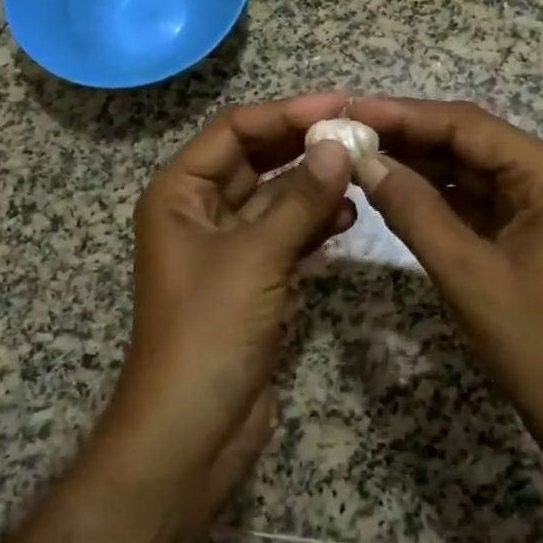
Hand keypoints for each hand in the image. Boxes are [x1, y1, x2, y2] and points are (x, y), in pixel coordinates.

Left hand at [102, 94, 355, 496]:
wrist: (190, 438)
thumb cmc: (208, 334)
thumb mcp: (256, 259)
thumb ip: (300, 200)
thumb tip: (340, 145)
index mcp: (179, 193)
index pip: (234, 131)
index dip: (285, 113)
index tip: (339, 105)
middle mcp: (199, 210)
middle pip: (256, 158)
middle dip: (304, 144)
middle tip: (359, 130)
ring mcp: (228, 246)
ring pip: (276, 196)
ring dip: (315, 182)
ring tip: (363, 170)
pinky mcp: (254, 278)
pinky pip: (287, 233)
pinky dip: (315, 221)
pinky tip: (350, 214)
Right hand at [348, 97, 542, 522]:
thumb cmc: (537, 346)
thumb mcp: (467, 274)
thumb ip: (414, 210)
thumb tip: (365, 161)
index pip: (469, 126)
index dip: (406, 115)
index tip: (351, 109)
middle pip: (469, 140)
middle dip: (408, 135)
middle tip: (346, 129)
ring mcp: (540, 202)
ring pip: (469, 166)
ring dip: (418, 162)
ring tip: (359, 152)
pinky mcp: (527, 227)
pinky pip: (474, 196)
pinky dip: (434, 192)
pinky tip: (392, 187)